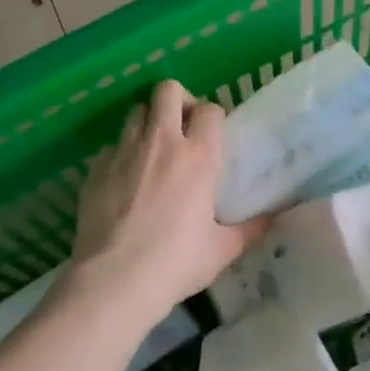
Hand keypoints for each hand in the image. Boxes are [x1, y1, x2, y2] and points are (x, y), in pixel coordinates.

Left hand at [68, 80, 267, 321]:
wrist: (115, 280)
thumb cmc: (177, 263)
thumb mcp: (223, 250)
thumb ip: (250, 229)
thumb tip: (273, 218)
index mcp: (198, 158)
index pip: (209, 110)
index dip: (213, 116)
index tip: (214, 134)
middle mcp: (161, 143)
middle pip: (167, 90)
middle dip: (178, 100)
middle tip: (183, 128)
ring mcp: (123, 152)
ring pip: (135, 111)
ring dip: (148, 123)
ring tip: (154, 151)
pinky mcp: (95, 169)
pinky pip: (112, 146)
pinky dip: (122, 154)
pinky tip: (126, 181)